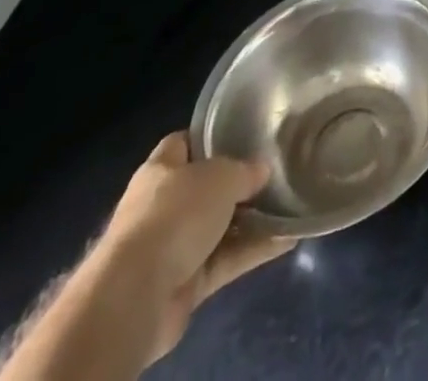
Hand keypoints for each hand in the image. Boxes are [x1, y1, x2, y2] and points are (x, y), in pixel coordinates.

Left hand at [88, 133, 295, 365]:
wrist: (137, 295)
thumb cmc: (175, 214)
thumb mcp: (222, 176)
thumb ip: (245, 170)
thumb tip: (263, 171)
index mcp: (161, 171)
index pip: (184, 143)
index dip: (210, 137)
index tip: (243, 132)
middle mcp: (162, 206)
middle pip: (205, 188)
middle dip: (238, 183)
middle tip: (275, 171)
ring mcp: (172, 247)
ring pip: (219, 227)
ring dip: (252, 221)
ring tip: (290, 205)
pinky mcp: (184, 284)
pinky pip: (225, 260)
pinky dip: (253, 251)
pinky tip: (287, 239)